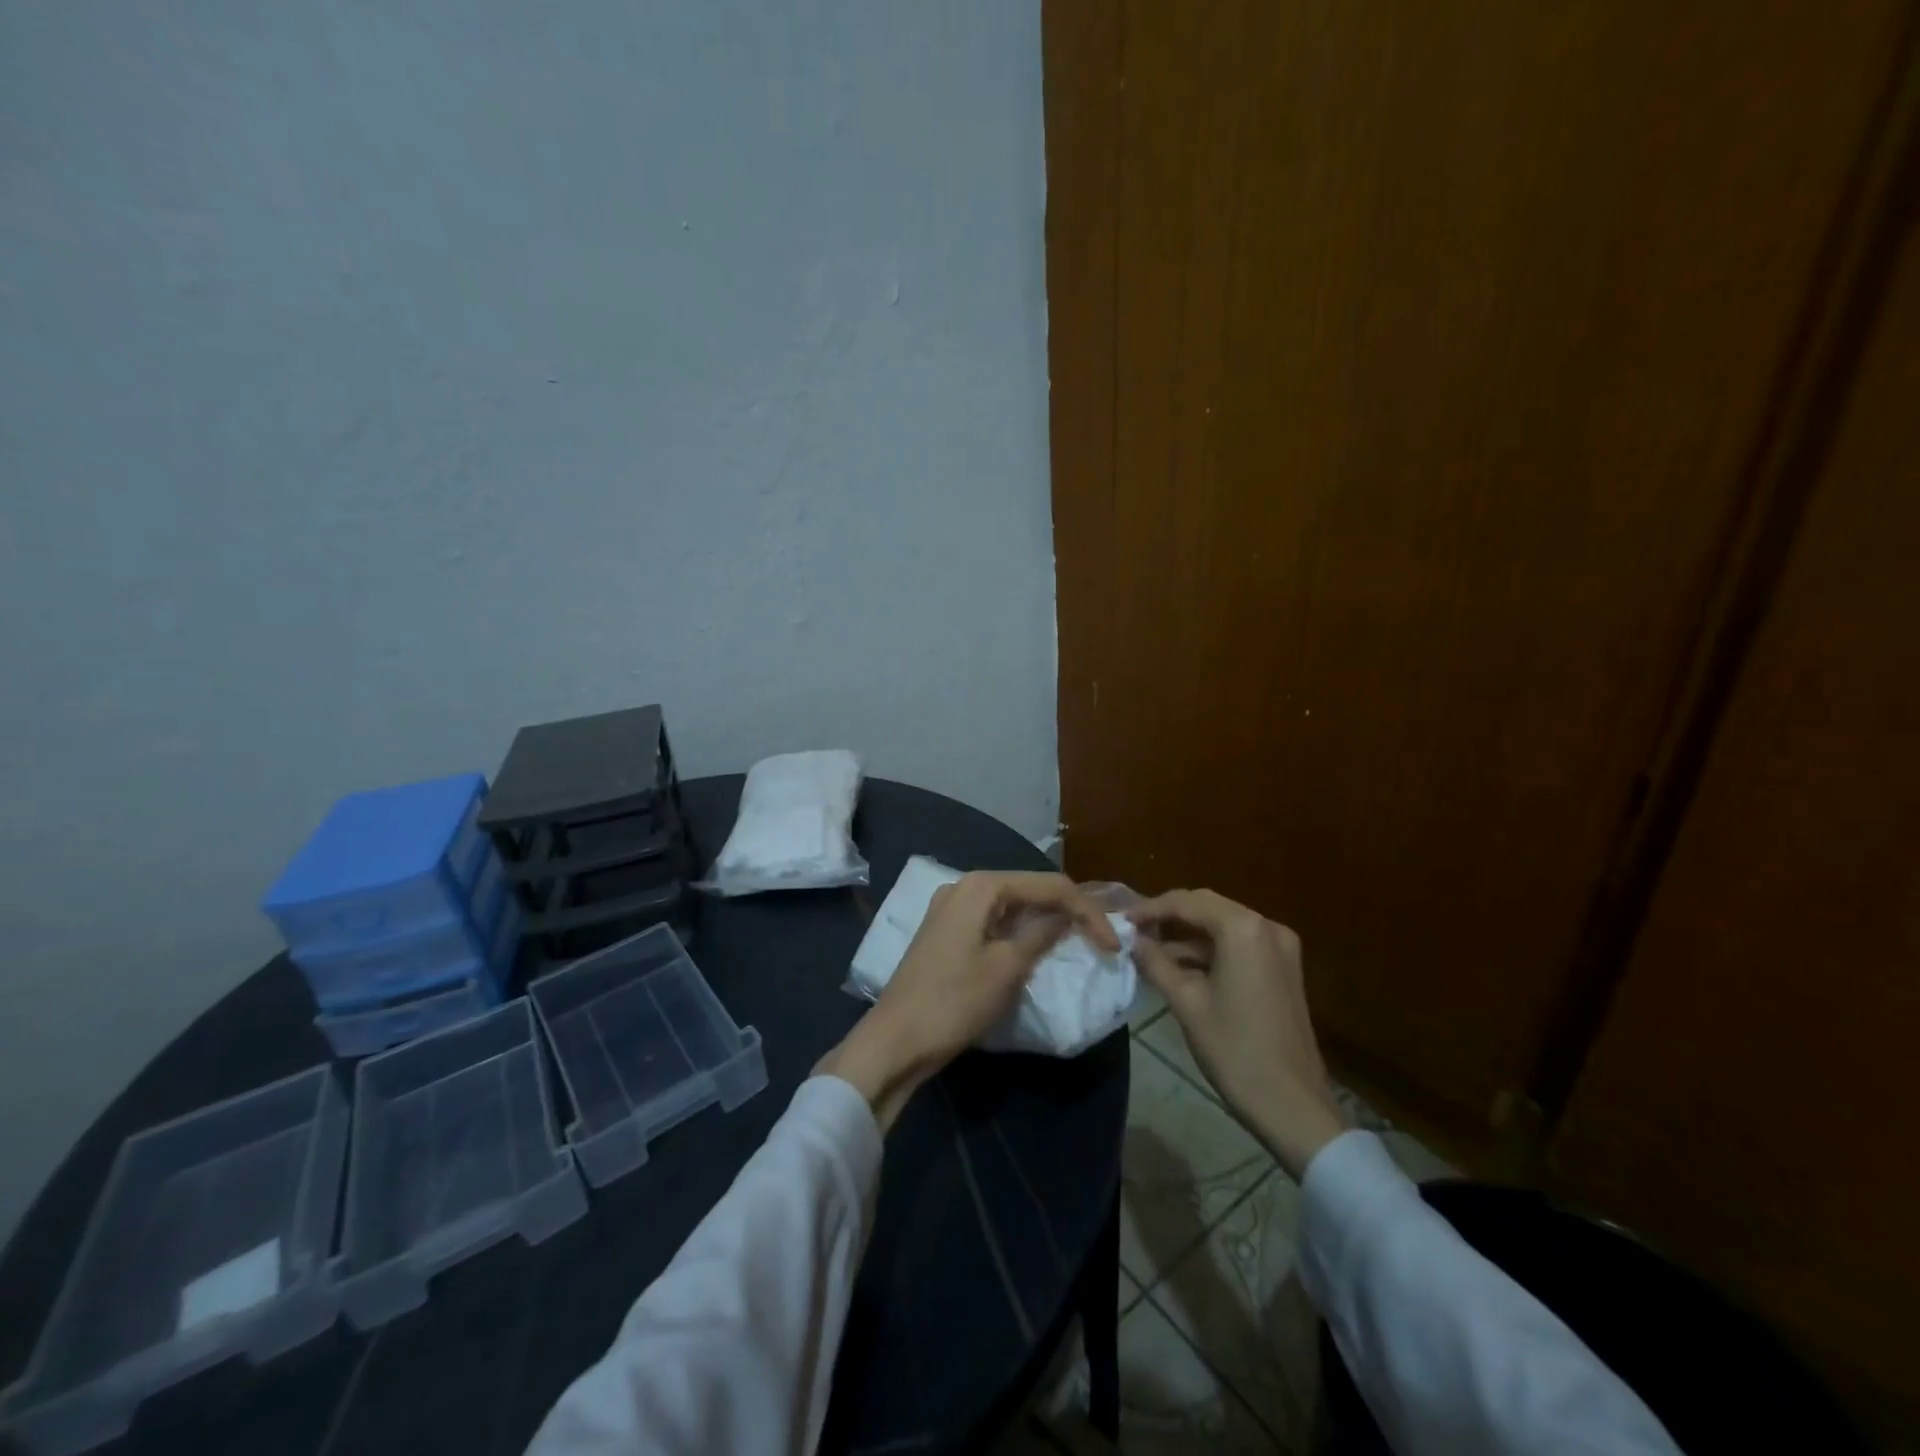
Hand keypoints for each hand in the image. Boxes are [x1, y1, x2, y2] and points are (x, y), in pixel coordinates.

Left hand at [817, 871, 1119, 1129]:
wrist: (896, 1040)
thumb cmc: (954, 1001)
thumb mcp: (1007, 967)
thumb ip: (1042, 934)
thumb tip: (1070, 916)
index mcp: (981, 886)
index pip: (1049, 885)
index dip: (1086, 911)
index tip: (1113, 945)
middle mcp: (965, 886)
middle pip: (1030, 889)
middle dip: (1067, 911)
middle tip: (1099, 941)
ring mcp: (952, 908)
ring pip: (1012, 906)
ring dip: (1044, 922)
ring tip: (1077, 943)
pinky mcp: (948, 932)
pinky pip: (994, 921)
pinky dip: (1019, 933)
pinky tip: (1037, 950)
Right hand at [1130, 889, 1344, 1178]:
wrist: (1291, 1104)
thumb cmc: (1234, 1050)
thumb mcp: (1186, 1002)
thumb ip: (1155, 962)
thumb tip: (1132, 940)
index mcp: (1243, 929)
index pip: (1187, 902)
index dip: (1150, 908)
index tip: (1122, 920)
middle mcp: (1267, 927)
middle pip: (1207, 907)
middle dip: (1169, 916)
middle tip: (1134, 930)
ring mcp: (1280, 947)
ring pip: (1223, 925)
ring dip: (1188, 934)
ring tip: (1150, 949)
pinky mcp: (1283, 968)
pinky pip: (1239, 944)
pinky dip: (1210, 950)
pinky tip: (1181, 965)